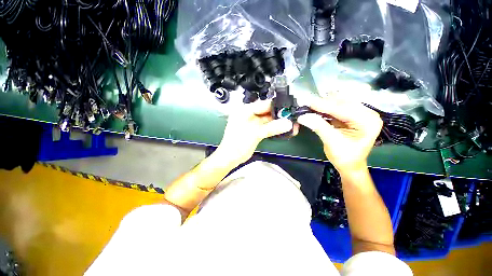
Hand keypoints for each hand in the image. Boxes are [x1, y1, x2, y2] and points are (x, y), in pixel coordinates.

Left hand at [216, 100, 295, 165]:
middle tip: (291, 117)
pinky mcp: (254, 130)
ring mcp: (251, 123)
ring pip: (267, 120)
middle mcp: (248, 115)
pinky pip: (266, 127)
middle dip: (279, 115)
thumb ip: (272, 127)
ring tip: (289, 124)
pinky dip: (273, 128)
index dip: (276, 106)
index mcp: (245, 111)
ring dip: (277, 122)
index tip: (289, 108)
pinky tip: (282, 129)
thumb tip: (287, 123)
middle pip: (266, 111)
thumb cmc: (237, 144)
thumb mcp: (255, 133)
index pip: (263, 104)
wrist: (230, 158)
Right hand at [297, 96, 382, 174]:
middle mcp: (367, 114)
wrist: (349, 165)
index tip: (308, 103)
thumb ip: (319, 126)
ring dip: (324, 104)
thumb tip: (303, 116)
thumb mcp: (331, 142)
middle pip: (342, 103)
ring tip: (310, 106)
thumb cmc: (344, 157)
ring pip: (339, 103)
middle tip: (307, 104)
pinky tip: (316, 109)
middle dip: (324, 103)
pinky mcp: (352, 116)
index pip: (343, 109)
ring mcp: (360, 114)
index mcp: (368, 121)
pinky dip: (325, 109)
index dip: (324, 105)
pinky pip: (337, 108)